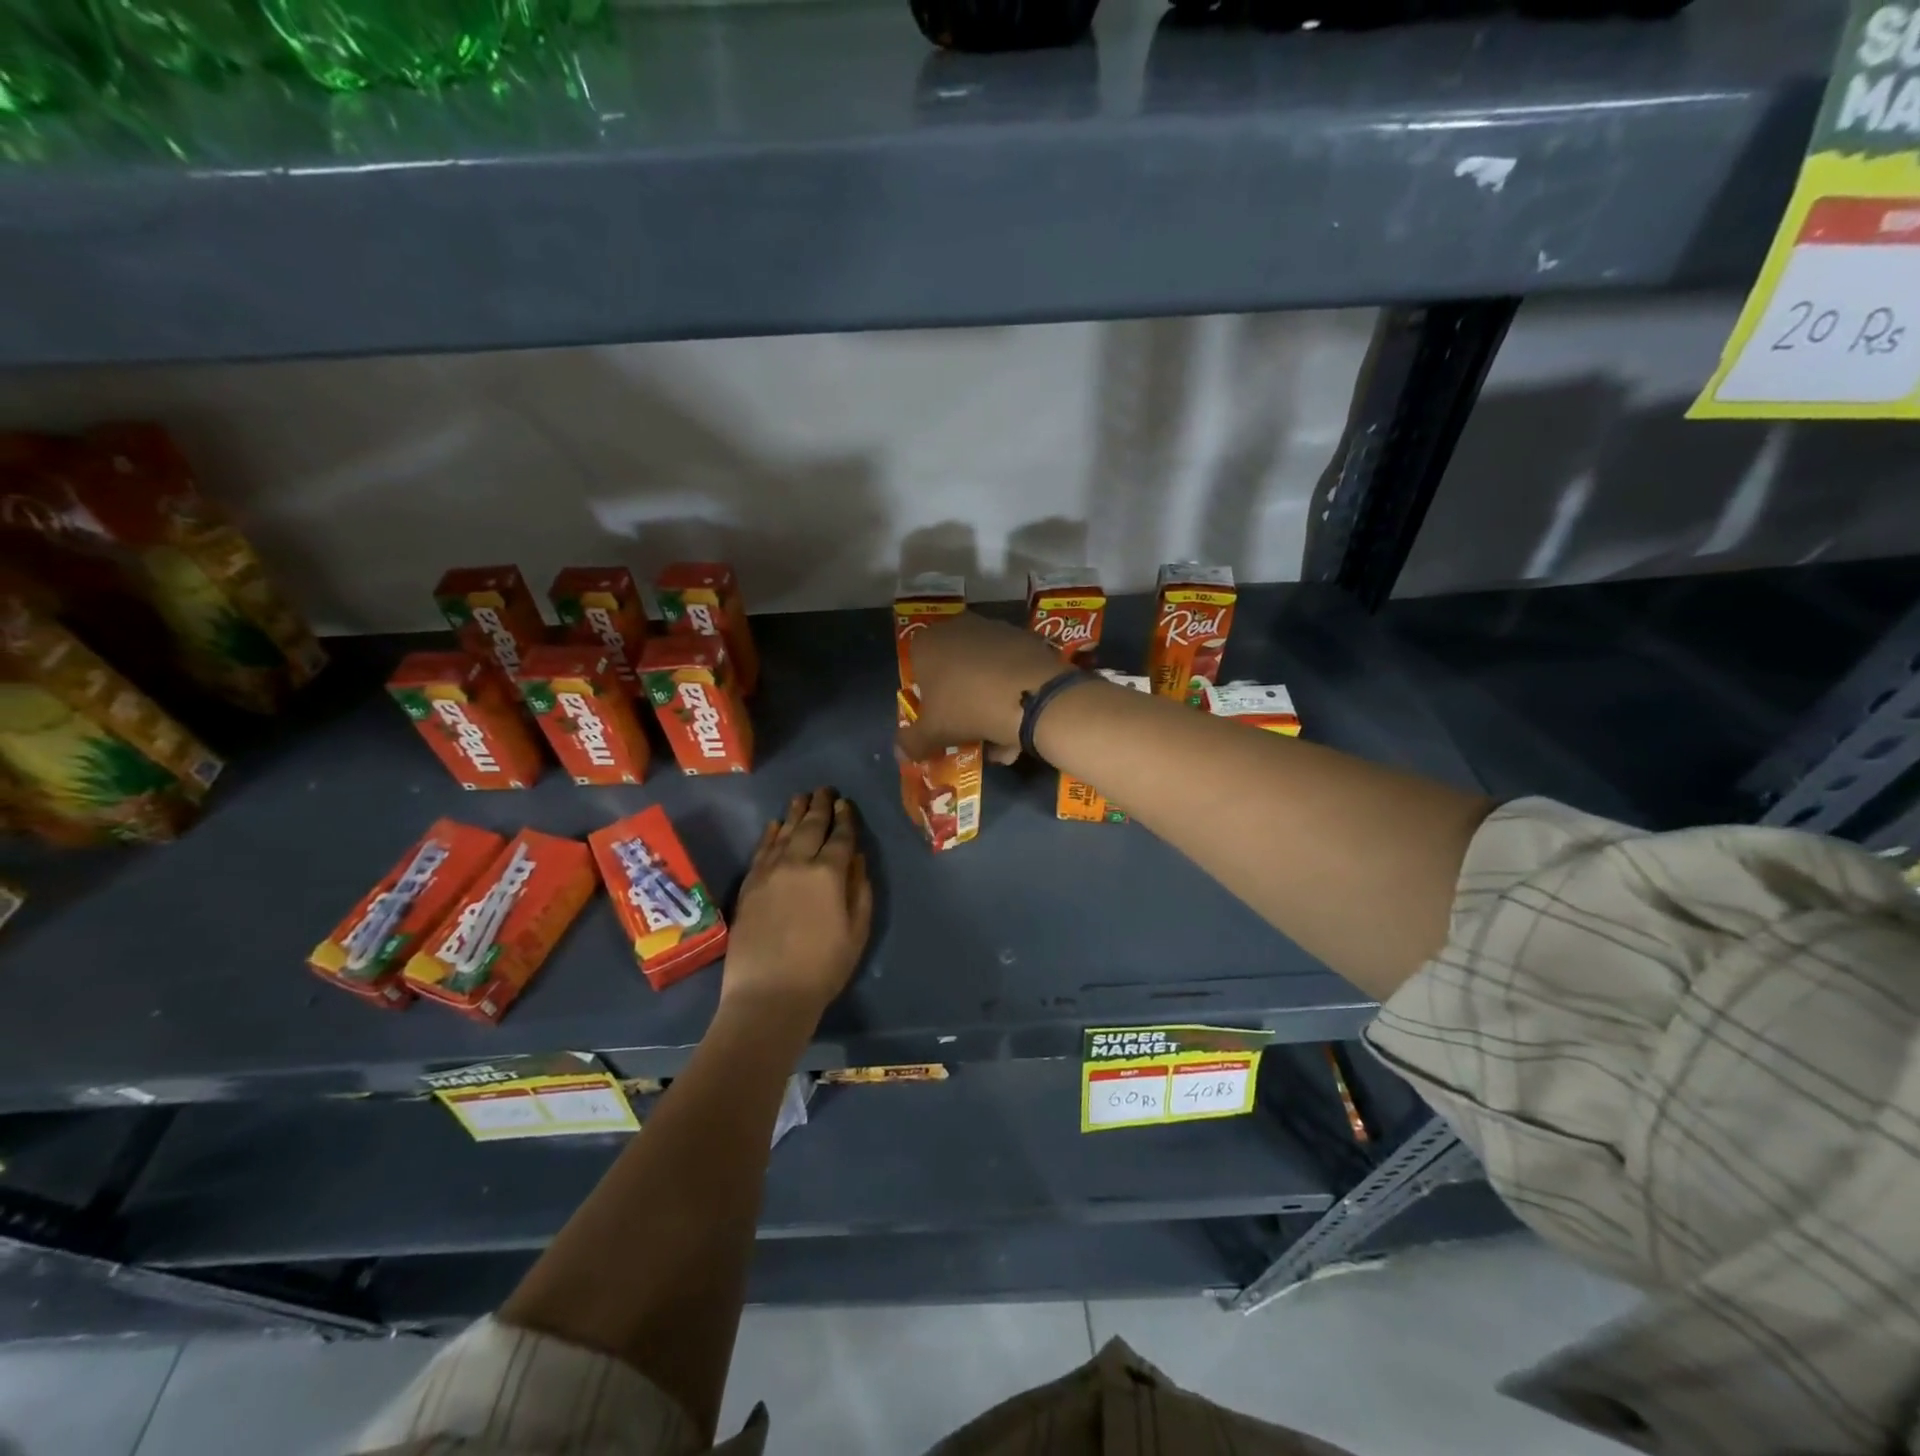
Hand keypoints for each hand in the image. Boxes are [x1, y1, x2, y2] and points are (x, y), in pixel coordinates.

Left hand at [722, 788, 872, 1026]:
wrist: (768, 994)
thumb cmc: (823, 968)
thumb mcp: (857, 931)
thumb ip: (860, 890)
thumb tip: (857, 858)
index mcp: (829, 874)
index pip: (840, 837)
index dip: (845, 818)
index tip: (846, 803)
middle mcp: (798, 864)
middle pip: (810, 827)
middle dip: (820, 806)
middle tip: (825, 789)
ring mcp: (769, 873)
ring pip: (784, 833)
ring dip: (795, 813)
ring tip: (802, 797)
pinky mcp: (749, 886)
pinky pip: (762, 850)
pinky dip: (770, 834)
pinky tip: (775, 824)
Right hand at [896, 611, 1064, 761]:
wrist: (1031, 696)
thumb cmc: (967, 708)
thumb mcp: (932, 733)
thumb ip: (911, 742)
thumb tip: (901, 752)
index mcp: (927, 643)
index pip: (917, 667)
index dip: (927, 697)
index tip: (939, 719)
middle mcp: (958, 627)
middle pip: (953, 668)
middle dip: (960, 698)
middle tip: (969, 727)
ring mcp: (995, 629)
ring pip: (985, 670)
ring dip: (988, 699)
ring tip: (1000, 734)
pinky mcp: (1026, 638)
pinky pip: (1011, 669)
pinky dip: (1013, 691)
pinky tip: (1021, 721)